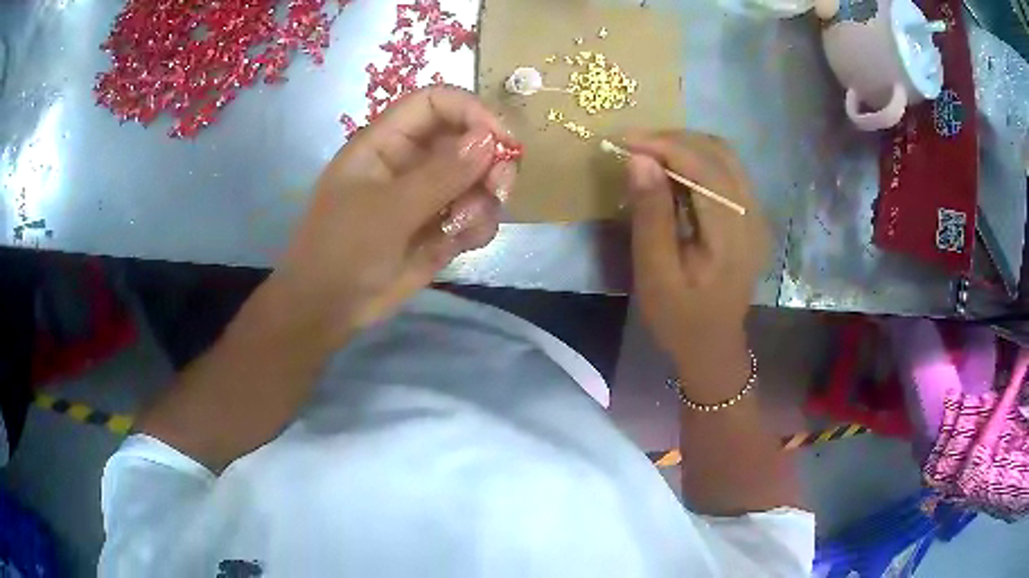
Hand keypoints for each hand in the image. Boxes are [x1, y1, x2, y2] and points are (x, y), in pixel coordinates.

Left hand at [268, 86, 518, 347]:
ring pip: (479, 179)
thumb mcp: (387, 210)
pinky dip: (478, 226)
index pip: (435, 103)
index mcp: (386, 141)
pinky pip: (476, 214)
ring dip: (484, 199)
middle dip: (491, 161)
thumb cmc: (343, 250)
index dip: (471, 111)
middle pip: (468, 138)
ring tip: (462, 227)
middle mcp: (412, 160)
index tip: (502, 140)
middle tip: (500, 189)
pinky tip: (459, 244)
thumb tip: (490, 140)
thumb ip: (440, 175)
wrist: (329, 309)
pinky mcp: (441, 226)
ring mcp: (429, 194)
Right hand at [624, 131, 768, 393]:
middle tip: (634, 145)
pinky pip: (727, 171)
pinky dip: (697, 160)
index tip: (624, 140)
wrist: (713, 346)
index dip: (664, 145)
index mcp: (732, 233)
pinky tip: (673, 172)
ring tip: (650, 154)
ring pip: (725, 156)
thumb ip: (651, 215)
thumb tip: (640, 160)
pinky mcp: (751, 216)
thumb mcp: (655, 274)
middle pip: (719, 152)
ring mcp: (756, 214)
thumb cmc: (680, 318)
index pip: (704, 168)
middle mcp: (753, 215)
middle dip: (674, 140)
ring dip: (686, 146)